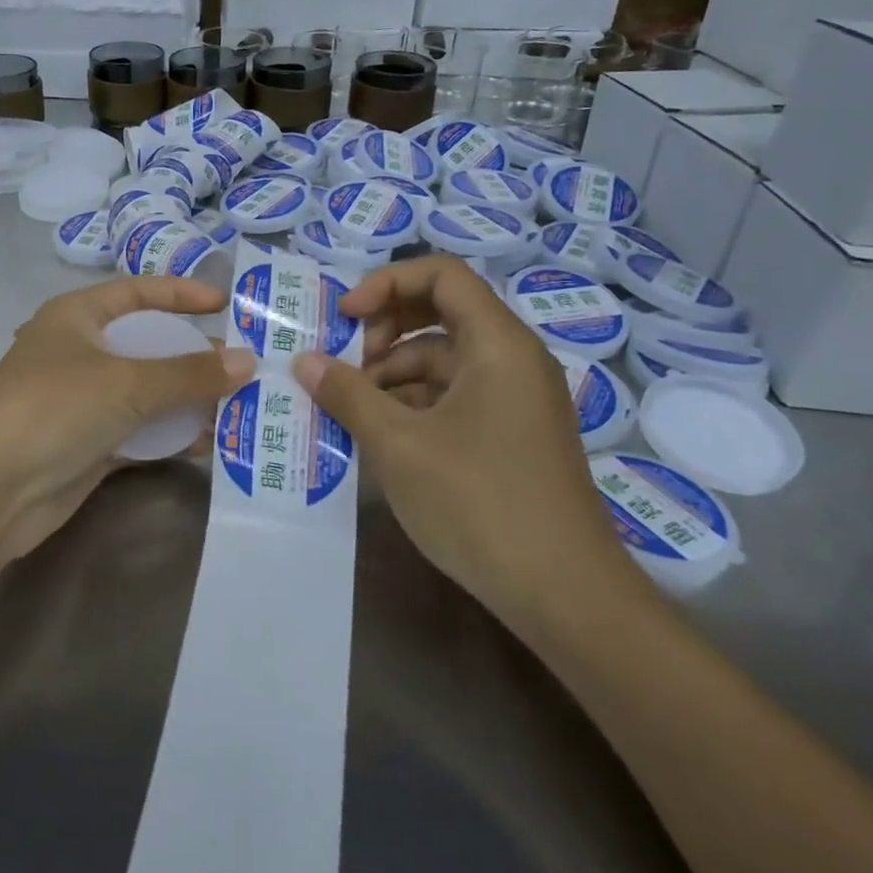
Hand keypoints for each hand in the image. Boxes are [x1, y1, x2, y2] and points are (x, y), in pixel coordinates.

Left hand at [0, 276, 253, 560]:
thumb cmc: (54, 408)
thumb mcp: (126, 381)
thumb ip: (189, 373)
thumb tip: (247, 361)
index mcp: (77, 316)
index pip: (138, 292)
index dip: (181, 294)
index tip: (225, 305)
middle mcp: (81, 353)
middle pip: (148, 345)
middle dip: (194, 356)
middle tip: (246, 366)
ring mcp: (84, 401)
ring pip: (148, 392)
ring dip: (189, 400)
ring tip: (242, 407)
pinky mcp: (89, 444)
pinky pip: (141, 431)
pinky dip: (172, 434)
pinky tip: (210, 444)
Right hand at [291, 256, 638, 634]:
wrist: (568, 598)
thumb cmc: (481, 504)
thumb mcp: (399, 445)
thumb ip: (348, 394)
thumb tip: (304, 361)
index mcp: (498, 343)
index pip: (442, 275)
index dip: (386, 283)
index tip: (344, 316)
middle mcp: (514, 359)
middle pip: (442, 312)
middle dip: (385, 328)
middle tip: (346, 363)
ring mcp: (517, 399)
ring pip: (445, 358)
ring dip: (395, 372)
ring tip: (353, 409)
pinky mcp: (513, 435)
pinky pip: (457, 395)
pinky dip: (416, 402)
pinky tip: (384, 435)